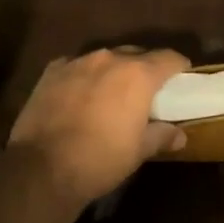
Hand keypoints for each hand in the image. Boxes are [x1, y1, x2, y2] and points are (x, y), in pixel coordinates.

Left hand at [9, 47, 190, 203]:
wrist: (42, 168)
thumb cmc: (101, 159)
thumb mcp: (139, 151)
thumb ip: (162, 136)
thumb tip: (180, 135)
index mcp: (138, 74)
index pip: (169, 57)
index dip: (179, 67)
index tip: (181, 78)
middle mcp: (109, 59)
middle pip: (136, 54)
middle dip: (144, 68)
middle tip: (146, 91)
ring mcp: (77, 62)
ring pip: (104, 59)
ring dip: (112, 72)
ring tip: (111, 93)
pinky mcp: (51, 72)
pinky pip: (76, 66)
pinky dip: (83, 77)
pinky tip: (80, 96)